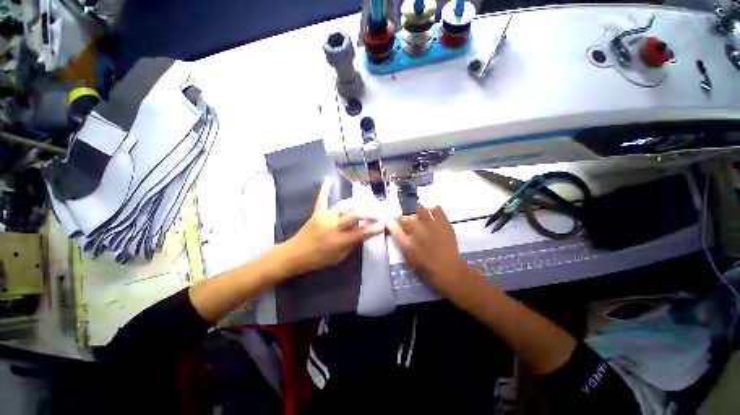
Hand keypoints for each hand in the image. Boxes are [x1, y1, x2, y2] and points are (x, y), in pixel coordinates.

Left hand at [281, 177, 384, 275]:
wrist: (295, 254)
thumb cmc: (319, 259)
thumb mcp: (339, 258)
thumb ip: (352, 245)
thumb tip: (363, 234)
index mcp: (340, 240)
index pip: (361, 232)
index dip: (374, 228)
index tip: (384, 224)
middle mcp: (334, 226)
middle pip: (354, 215)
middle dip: (368, 213)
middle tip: (377, 211)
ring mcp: (325, 217)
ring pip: (344, 206)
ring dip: (356, 203)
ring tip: (366, 201)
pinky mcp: (317, 213)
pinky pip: (322, 199)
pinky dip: (325, 189)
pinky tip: (329, 178)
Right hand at [387, 205, 477, 297]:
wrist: (450, 272)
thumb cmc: (428, 270)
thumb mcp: (410, 260)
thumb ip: (402, 244)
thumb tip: (397, 232)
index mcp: (408, 245)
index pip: (394, 229)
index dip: (390, 222)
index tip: (388, 219)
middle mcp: (418, 233)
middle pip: (405, 218)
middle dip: (400, 217)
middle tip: (402, 219)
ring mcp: (432, 227)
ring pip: (420, 210)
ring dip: (416, 211)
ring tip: (417, 215)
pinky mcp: (444, 224)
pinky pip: (437, 209)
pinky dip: (432, 209)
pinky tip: (430, 214)